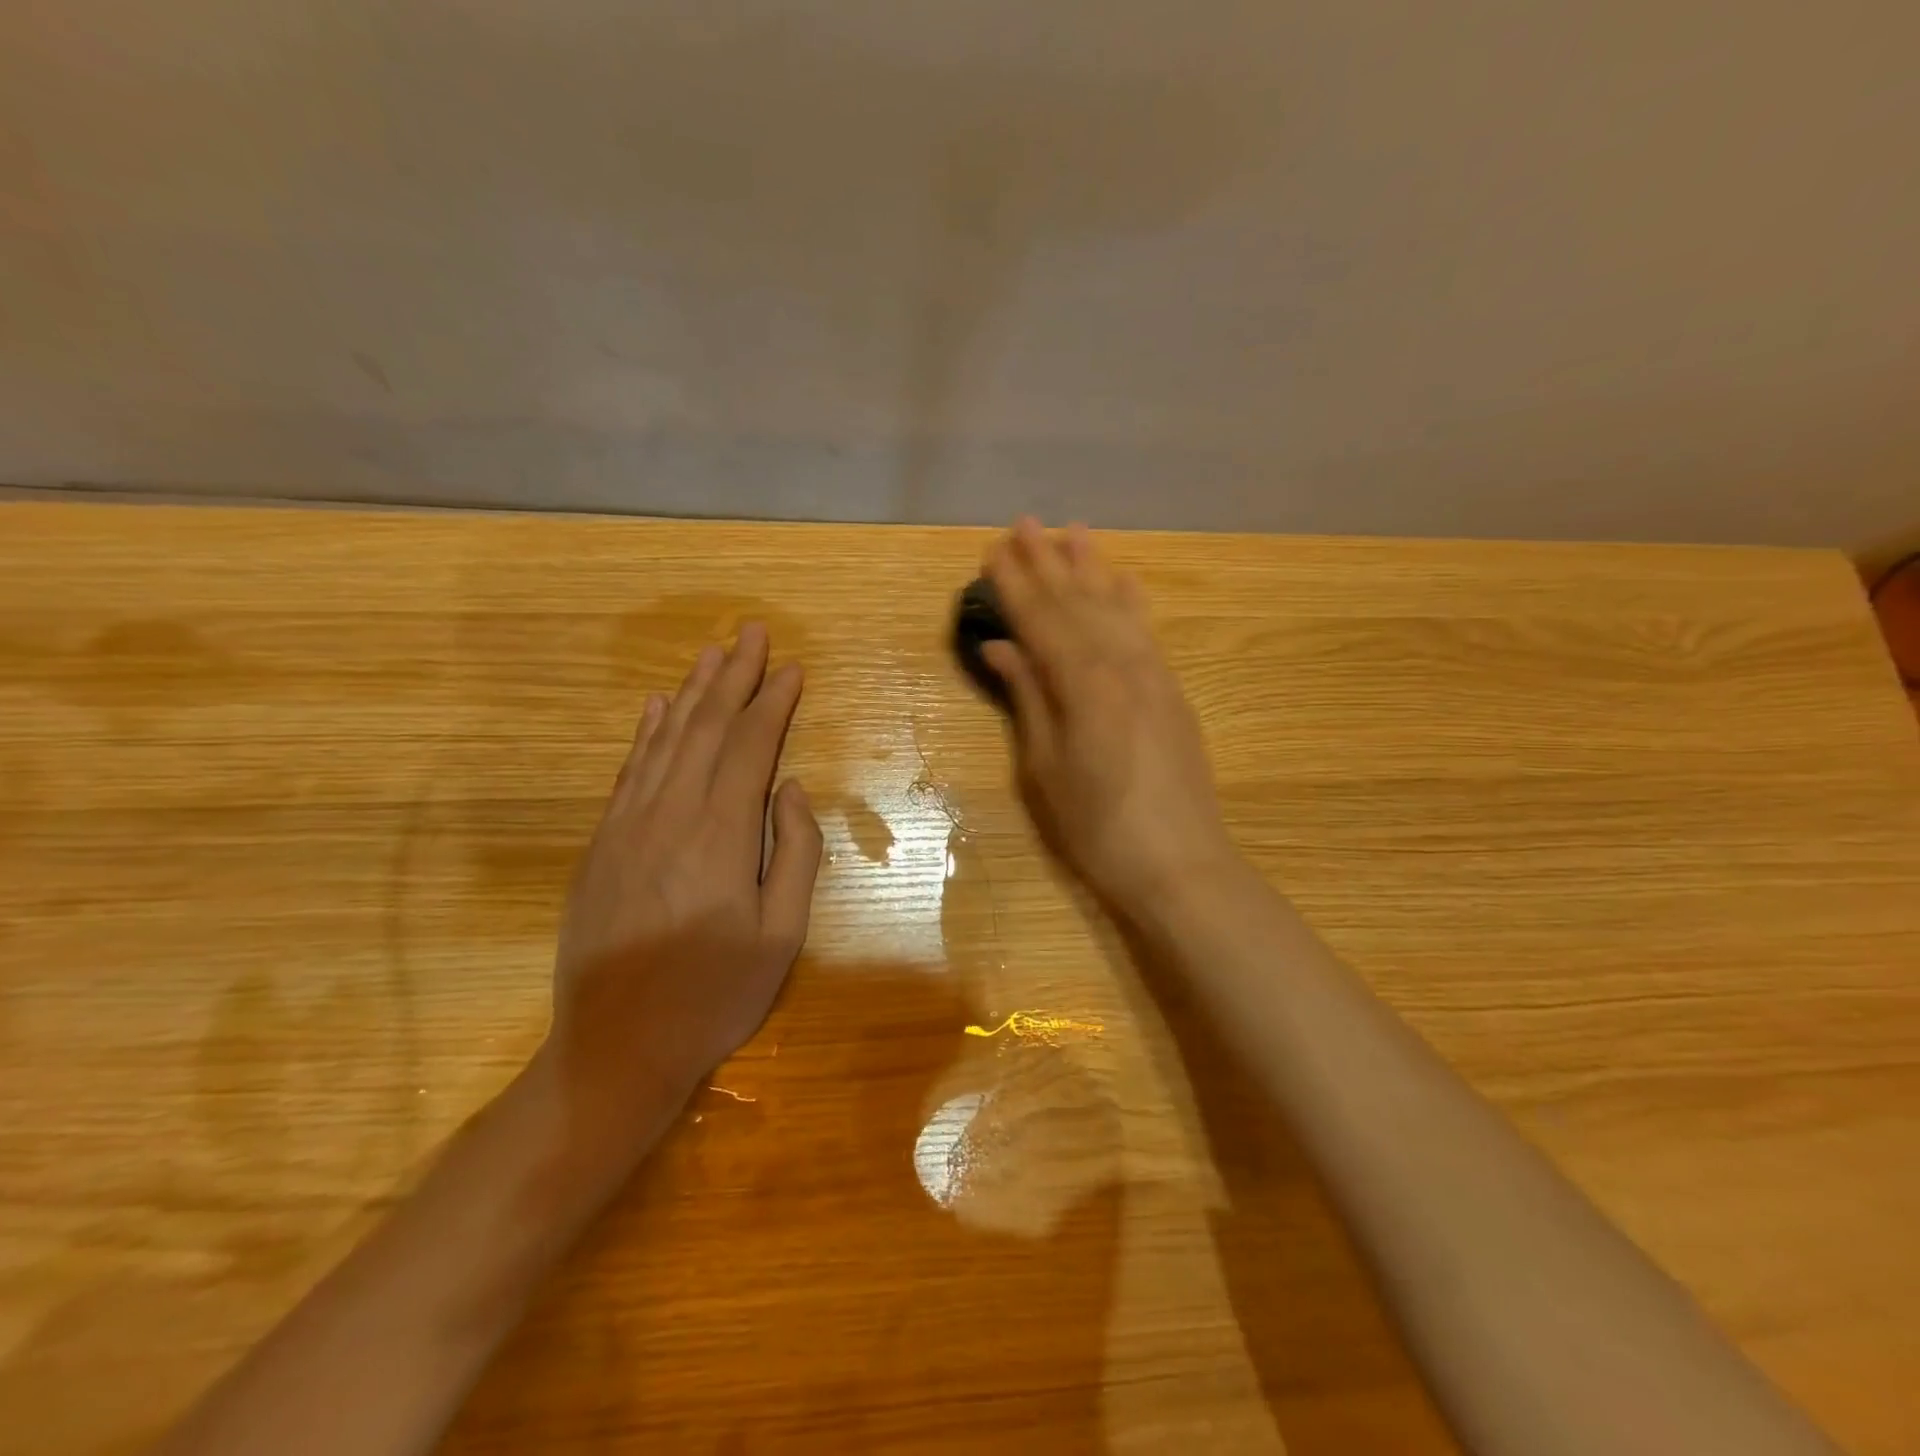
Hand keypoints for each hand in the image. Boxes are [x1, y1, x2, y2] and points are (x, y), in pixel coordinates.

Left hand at [545, 623, 821, 1163]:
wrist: (615, 1048)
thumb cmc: (714, 997)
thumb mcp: (781, 936)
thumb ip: (794, 854)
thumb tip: (791, 789)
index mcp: (719, 836)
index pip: (750, 748)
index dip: (772, 703)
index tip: (792, 668)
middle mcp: (669, 815)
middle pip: (705, 729)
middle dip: (733, 677)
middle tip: (752, 632)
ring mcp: (626, 826)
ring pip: (664, 740)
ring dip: (691, 693)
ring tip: (713, 654)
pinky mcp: (600, 844)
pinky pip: (628, 771)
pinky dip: (646, 733)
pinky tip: (656, 708)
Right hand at [982, 518, 1239, 922]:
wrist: (1180, 863)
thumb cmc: (1098, 827)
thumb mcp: (1046, 768)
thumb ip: (1028, 698)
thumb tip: (1002, 646)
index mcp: (1083, 683)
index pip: (1040, 620)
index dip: (1014, 585)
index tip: (991, 551)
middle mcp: (1121, 664)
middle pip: (1077, 603)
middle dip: (1047, 563)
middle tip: (1023, 523)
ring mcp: (1153, 674)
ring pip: (1115, 607)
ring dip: (1091, 568)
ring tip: (1073, 531)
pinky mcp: (1172, 691)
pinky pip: (1147, 631)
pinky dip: (1132, 602)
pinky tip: (1124, 580)